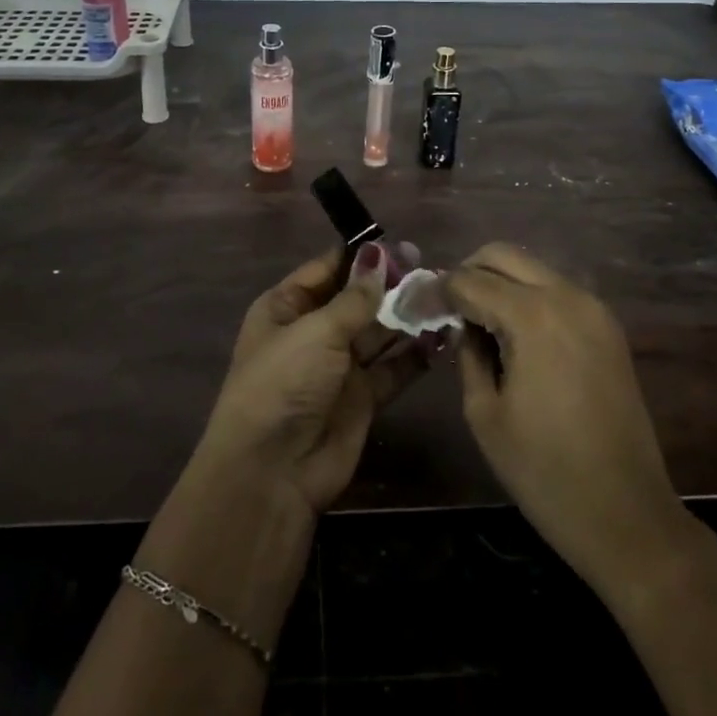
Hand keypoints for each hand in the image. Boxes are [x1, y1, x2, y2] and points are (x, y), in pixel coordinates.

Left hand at [193, 243, 428, 516]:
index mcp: (287, 307)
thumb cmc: (283, 383)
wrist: (272, 472)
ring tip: (444, 296)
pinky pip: (394, 368)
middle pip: (357, 299)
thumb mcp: (316, 331)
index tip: (400, 244)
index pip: (328, 269)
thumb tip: (379, 254)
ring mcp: (339, 366)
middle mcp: (313, 332)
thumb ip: (355, 297)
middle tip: (431, 268)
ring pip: (379, 332)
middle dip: (391, 285)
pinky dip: (416, 354)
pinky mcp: (363, 398)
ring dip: (407, 316)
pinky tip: (442, 335)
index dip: (362, 257)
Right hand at [444, 243, 686, 594]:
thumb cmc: (545, 472)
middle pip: (503, 255)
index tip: (415, 308)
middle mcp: (567, 296)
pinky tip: (512, 334)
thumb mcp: (484, 413)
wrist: (629, 517)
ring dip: (498, 282)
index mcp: (533, 316)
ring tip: (475, 321)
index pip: (469, 281)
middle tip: (446, 308)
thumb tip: (462, 325)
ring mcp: (594, 308)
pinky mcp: (607, 327)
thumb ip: (467, 354)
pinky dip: (527, 297)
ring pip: (532, 268)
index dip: (436, 292)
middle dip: (467, 272)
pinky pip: (556, 290)